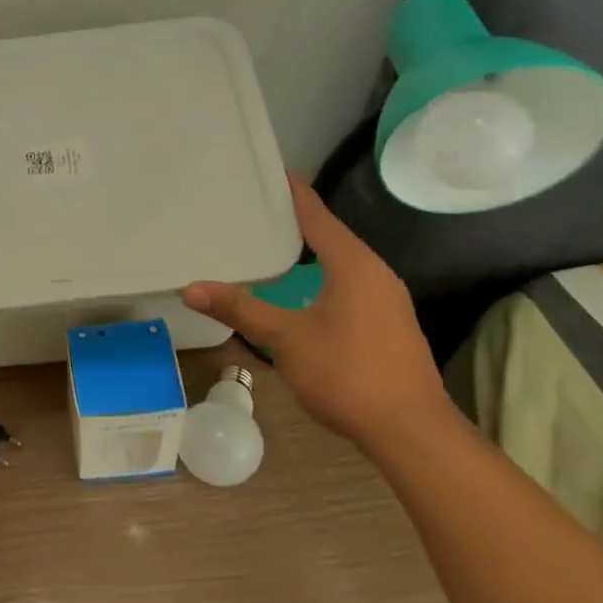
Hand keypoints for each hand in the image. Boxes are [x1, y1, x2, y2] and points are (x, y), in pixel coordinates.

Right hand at [181, 175, 449, 445]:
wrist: (412, 432)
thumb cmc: (348, 375)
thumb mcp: (286, 339)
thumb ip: (240, 308)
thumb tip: (190, 287)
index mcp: (353, 265)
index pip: (317, 214)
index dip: (292, 192)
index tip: (267, 171)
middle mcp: (375, 272)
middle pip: (331, 233)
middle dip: (295, 219)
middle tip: (254, 207)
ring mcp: (386, 298)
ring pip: (341, 259)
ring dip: (310, 248)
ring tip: (270, 240)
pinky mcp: (387, 321)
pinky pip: (349, 281)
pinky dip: (321, 272)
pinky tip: (301, 285)